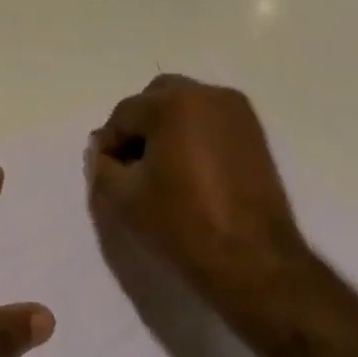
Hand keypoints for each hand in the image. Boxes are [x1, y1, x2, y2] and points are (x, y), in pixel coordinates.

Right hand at [87, 75, 311, 298]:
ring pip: (185, 106)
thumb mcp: (124, 198)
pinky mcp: (254, 132)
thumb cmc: (183, 224)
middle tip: (132, 164)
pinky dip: (193, 134)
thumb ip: (103, 166)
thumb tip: (104, 152)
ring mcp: (235, 111)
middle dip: (139, 126)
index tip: (106, 172)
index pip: (124, 114)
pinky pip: (210, 120)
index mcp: (172, 103)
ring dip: (167, 128)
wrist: (254, 262)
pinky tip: (189, 170)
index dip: (110, 144)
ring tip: (161, 168)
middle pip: (156, 99)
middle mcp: (206, 94)